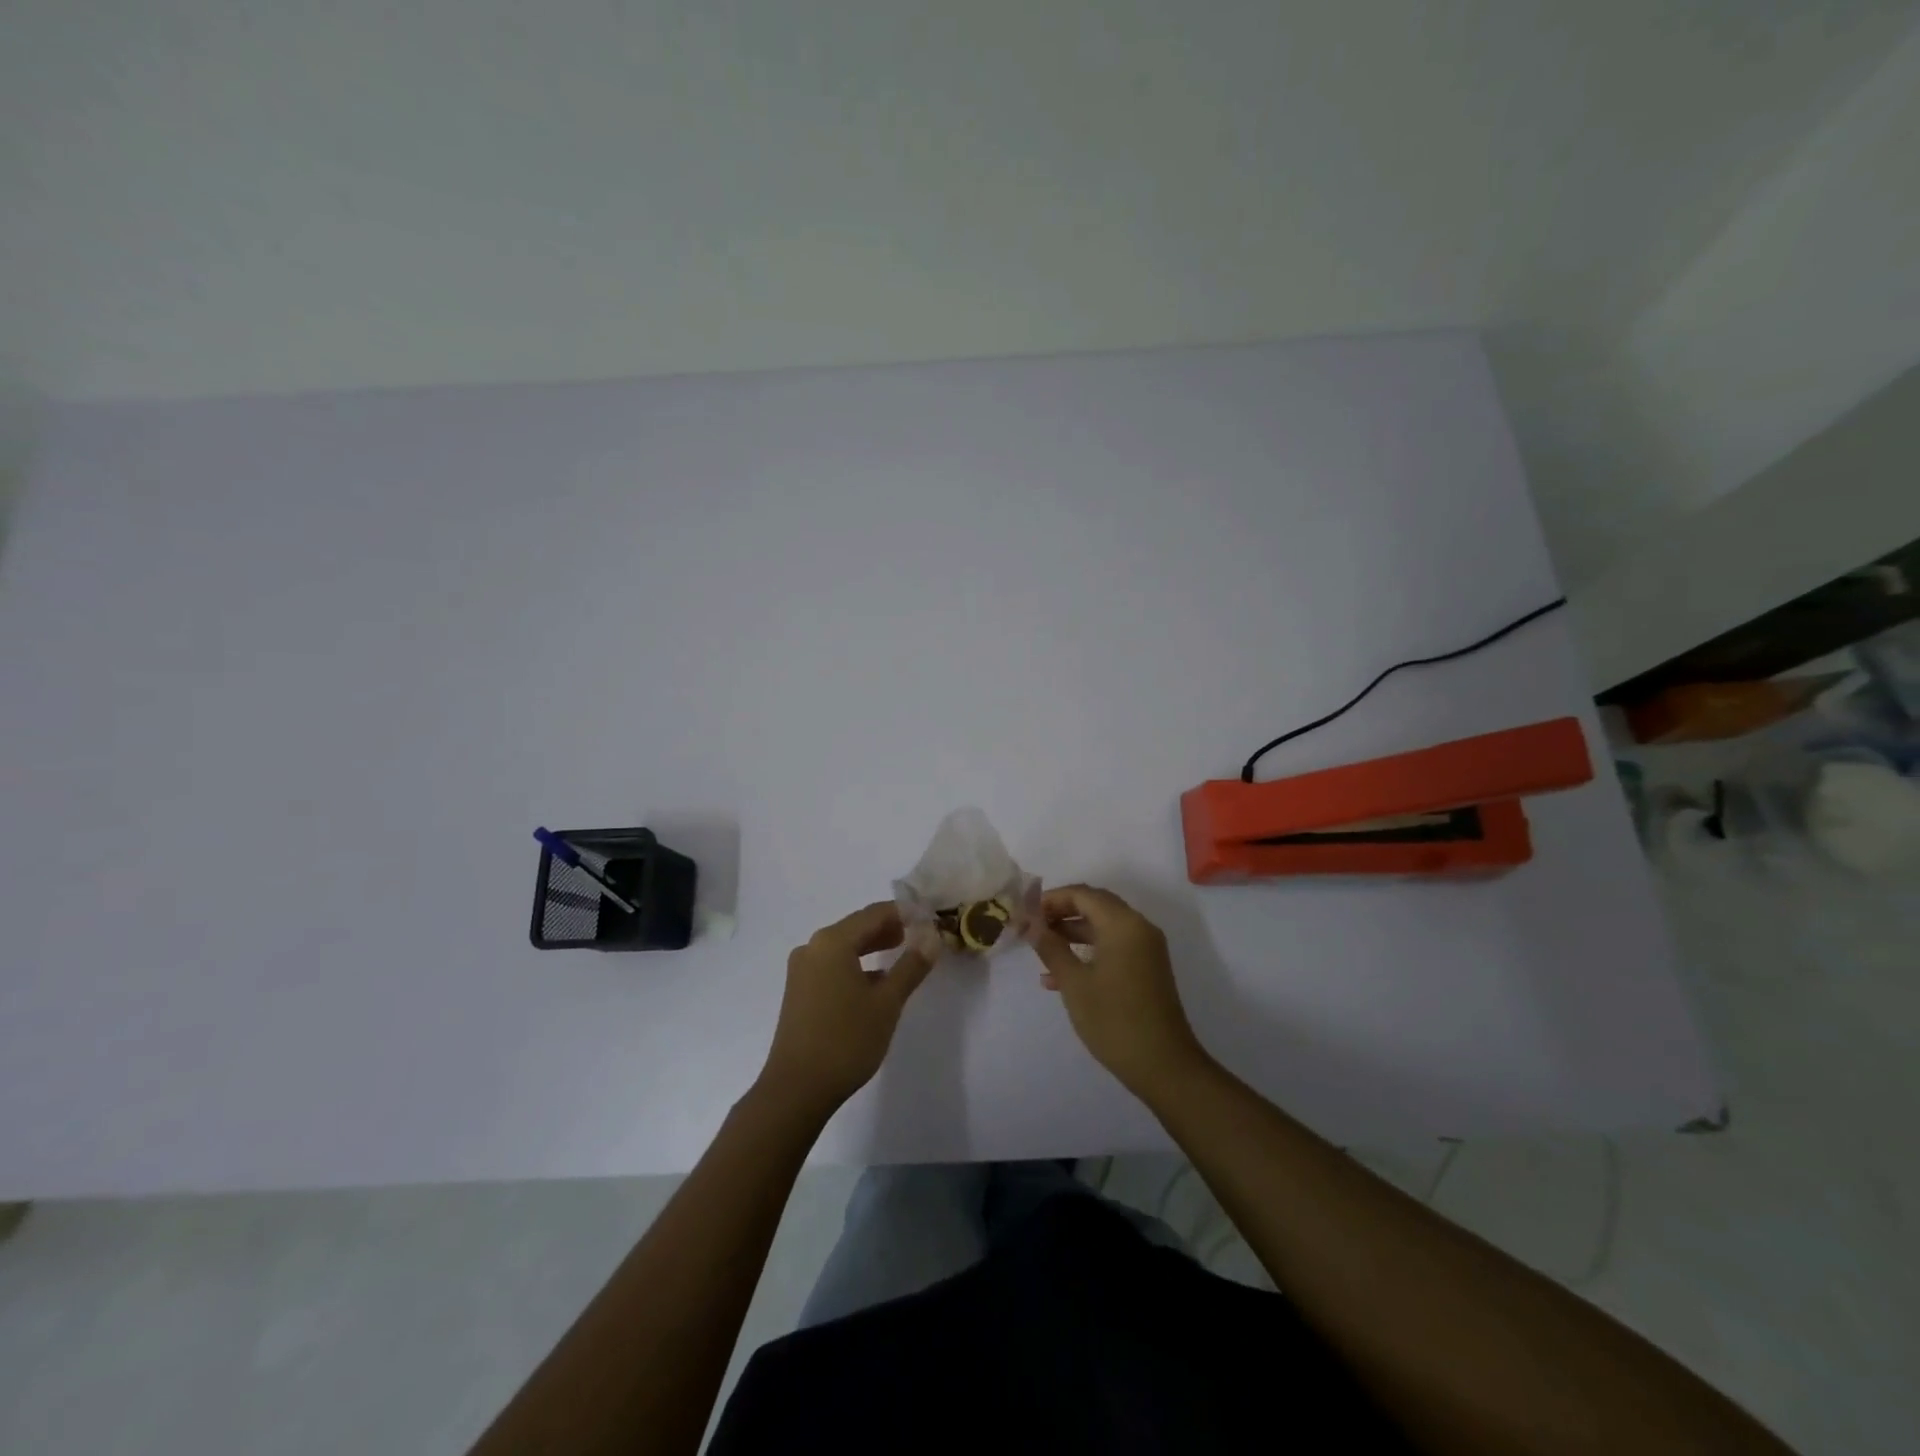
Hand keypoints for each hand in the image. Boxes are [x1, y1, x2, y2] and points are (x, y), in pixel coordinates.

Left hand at [756, 903, 936, 1119]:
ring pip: (844, 947)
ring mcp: (802, 970)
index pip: (874, 913)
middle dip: (889, 928)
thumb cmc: (846, 1040)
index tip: (929, 919)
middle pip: (857, 927)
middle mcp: (813, 947)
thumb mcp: (887, 1002)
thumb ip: (911, 966)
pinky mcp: (799, 991)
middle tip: (919, 934)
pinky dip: (856, 965)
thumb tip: (932, 938)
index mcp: (832, 941)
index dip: (904, 913)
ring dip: (873, 947)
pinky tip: (875, 982)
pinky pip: (833, 965)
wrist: (796, 1089)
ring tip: (902, 954)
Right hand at [1030, 885, 1210, 1096]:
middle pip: (1094, 906)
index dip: (1051, 899)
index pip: (1082, 894)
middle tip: (1031, 927)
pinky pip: (1113, 947)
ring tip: (1040, 949)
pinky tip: (1058, 977)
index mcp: (1123, 924)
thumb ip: (1051, 948)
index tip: (1025, 913)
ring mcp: (1145, 949)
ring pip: (1103, 927)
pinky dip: (1088, 952)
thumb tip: (1031, 925)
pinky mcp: (1146, 969)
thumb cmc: (1114, 1020)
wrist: (1164, 1066)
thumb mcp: (1074, 983)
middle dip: (1061, 913)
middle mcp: (1138, 928)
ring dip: (1072, 933)